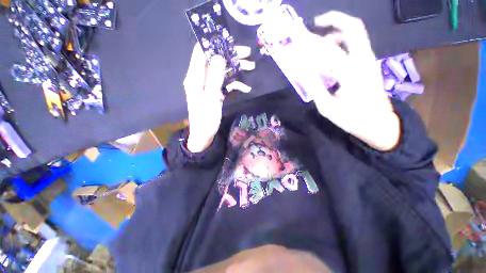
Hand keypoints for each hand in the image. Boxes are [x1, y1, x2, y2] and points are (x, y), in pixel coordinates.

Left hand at [183, 44, 254, 152]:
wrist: (204, 135)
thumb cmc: (205, 119)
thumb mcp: (211, 99)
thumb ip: (214, 78)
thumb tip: (219, 56)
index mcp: (195, 77)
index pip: (201, 53)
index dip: (214, 44)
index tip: (230, 42)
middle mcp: (201, 78)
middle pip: (215, 60)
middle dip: (231, 56)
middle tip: (247, 54)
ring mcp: (209, 86)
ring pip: (222, 71)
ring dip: (236, 69)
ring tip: (251, 67)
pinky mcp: (216, 92)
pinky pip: (226, 84)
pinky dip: (235, 84)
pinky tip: (245, 88)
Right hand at [299, 11, 399, 150]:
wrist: (378, 123)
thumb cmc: (351, 117)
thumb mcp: (327, 106)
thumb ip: (314, 87)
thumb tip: (301, 71)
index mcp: (351, 71)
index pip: (328, 49)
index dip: (311, 41)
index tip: (297, 38)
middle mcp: (363, 59)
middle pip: (353, 27)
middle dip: (333, 20)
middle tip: (315, 24)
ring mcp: (369, 59)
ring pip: (356, 34)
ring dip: (337, 31)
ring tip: (319, 41)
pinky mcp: (369, 64)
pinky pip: (356, 44)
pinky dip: (342, 42)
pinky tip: (330, 53)